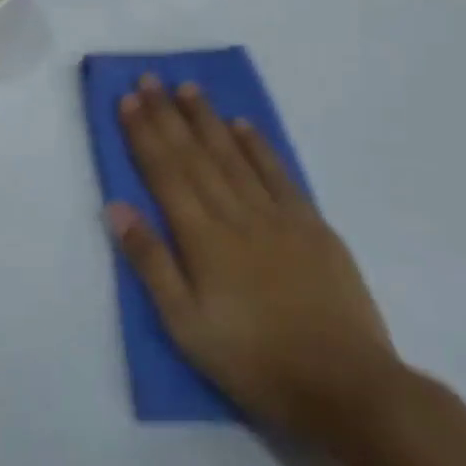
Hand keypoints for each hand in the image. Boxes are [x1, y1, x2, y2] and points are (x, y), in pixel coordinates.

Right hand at [107, 74, 400, 440]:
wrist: (348, 387)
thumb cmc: (254, 361)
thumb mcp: (186, 325)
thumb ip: (151, 262)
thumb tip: (118, 207)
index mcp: (203, 239)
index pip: (165, 173)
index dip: (144, 134)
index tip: (129, 99)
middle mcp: (238, 216)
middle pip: (196, 156)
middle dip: (169, 115)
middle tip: (151, 78)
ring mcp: (279, 218)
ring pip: (235, 157)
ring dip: (209, 120)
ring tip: (188, 88)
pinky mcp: (313, 228)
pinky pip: (280, 176)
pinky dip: (259, 147)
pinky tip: (244, 126)